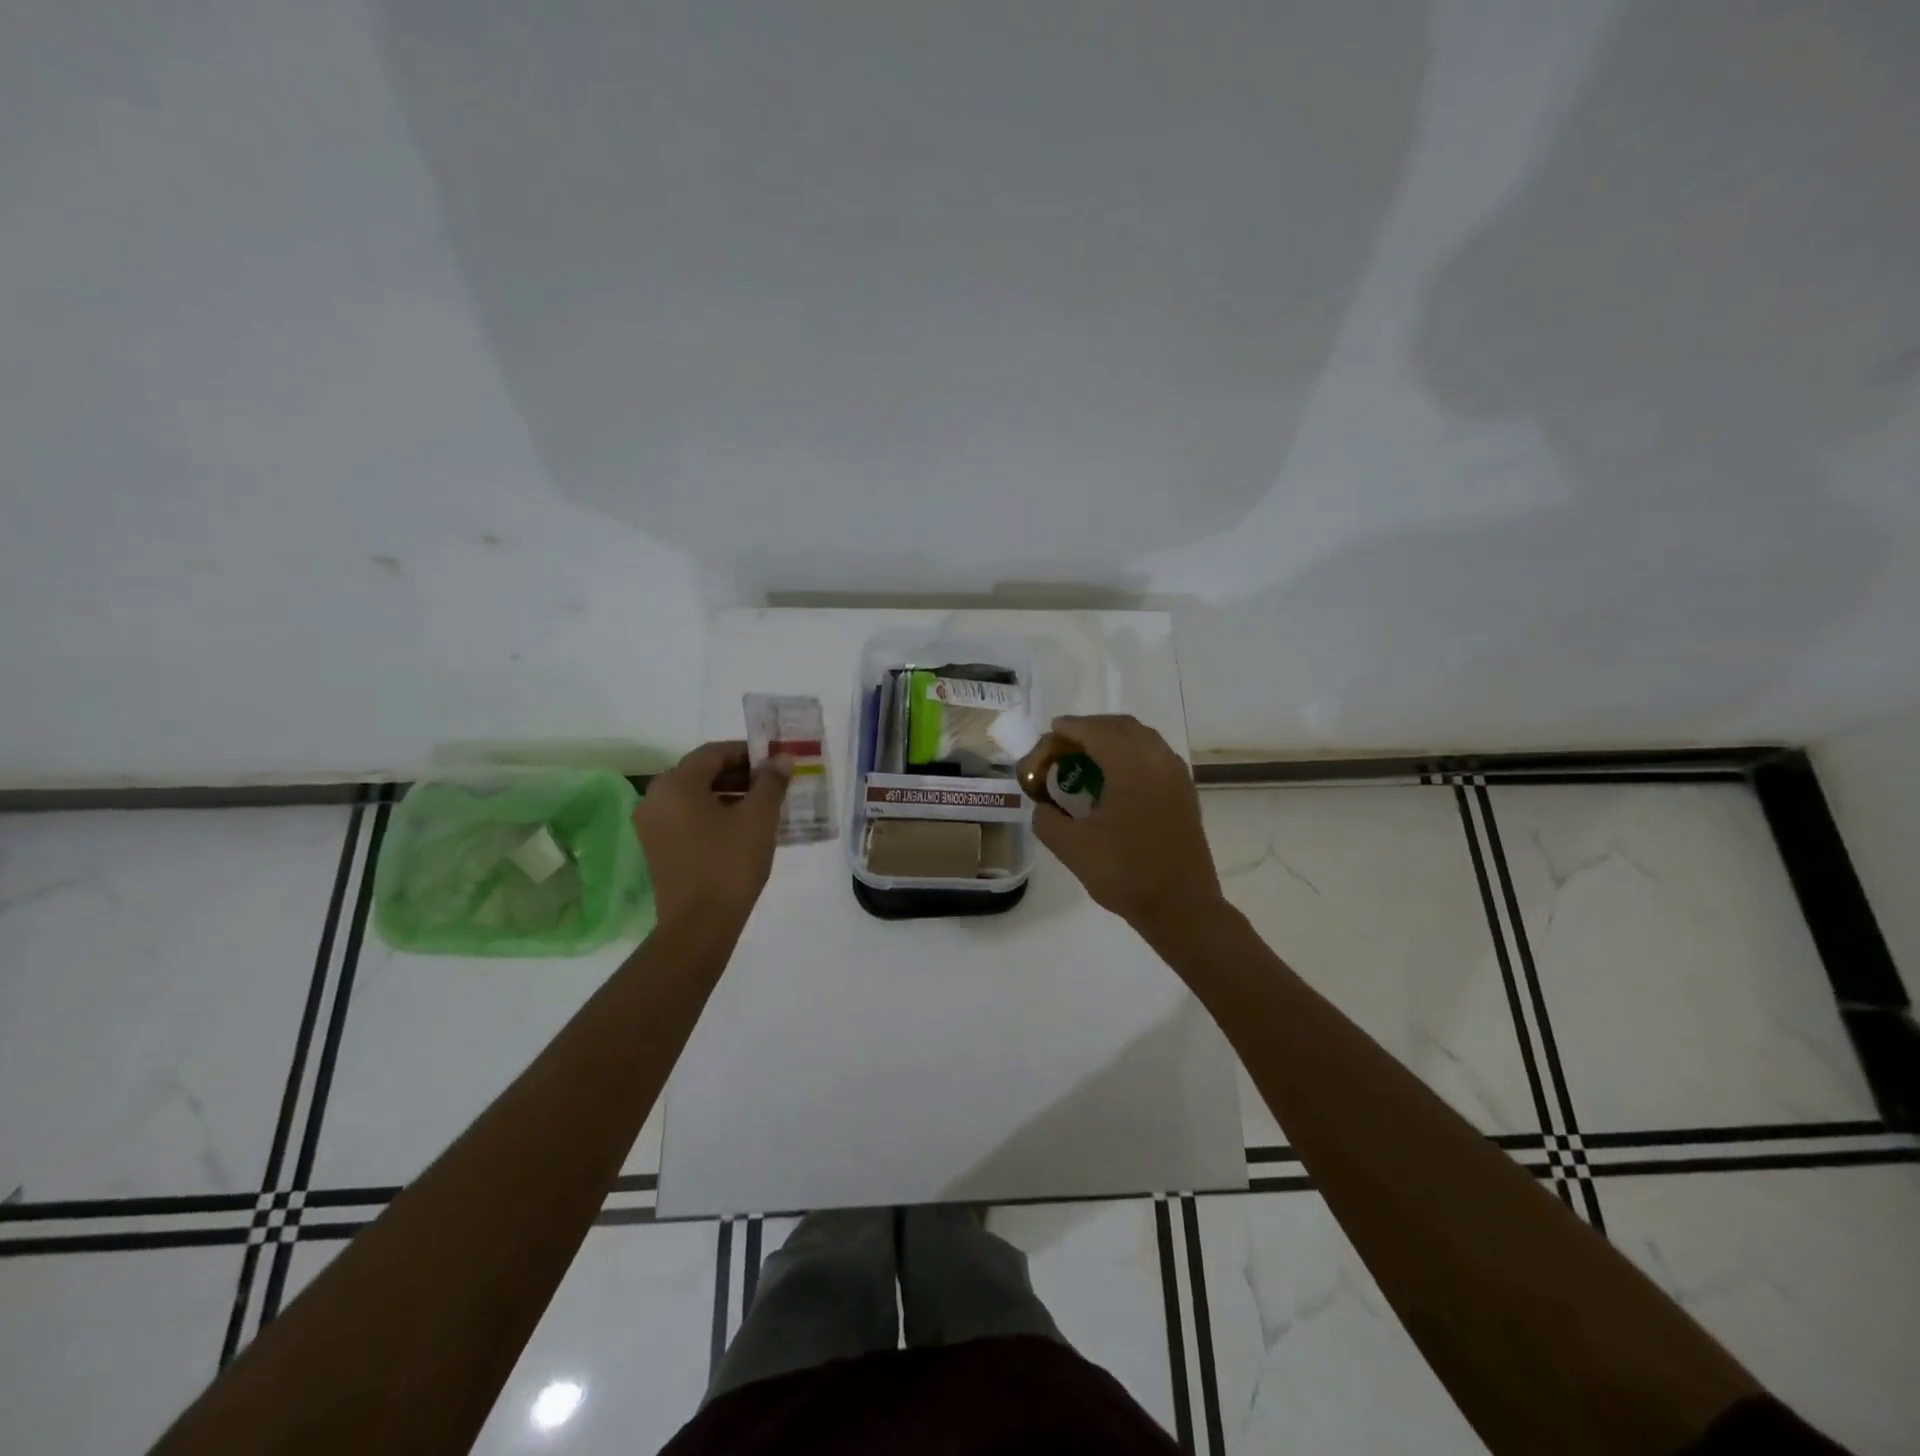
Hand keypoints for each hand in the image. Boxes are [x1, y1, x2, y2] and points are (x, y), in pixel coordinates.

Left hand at [632, 741, 790, 930]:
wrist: (699, 925)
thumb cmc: (729, 864)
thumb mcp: (758, 818)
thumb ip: (771, 782)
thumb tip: (781, 759)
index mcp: (676, 784)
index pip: (714, 753)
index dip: (748, 753)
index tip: (776, 764)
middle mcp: (655, 798)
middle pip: (701, 773)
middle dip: (739, 774)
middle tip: (772, 785)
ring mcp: (651, 825)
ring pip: (694, 796)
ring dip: (728, 795)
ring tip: (762, 808)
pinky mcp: (656, 848)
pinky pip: (687, 817)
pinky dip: (713, 814)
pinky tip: (741, 829)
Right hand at [1029, 714, 1223, 939]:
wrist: (1181, 906)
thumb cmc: (1124, 872)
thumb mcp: (1071, 847)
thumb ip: (1047, 819)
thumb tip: (1043, 807)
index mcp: (1130, 765)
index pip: (1095, 731)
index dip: (1070, 728)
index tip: (1050, 732)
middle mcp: (1157, 759)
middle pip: (1122, 727)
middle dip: (1092, 729)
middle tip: (1066, 744)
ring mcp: (1176, 775)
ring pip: (1143, 738)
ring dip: (1114, 739)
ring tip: (1089, 757)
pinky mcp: (1185, 793)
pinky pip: (1156, 756)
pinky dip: (1133, 754)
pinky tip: (1117, 778)